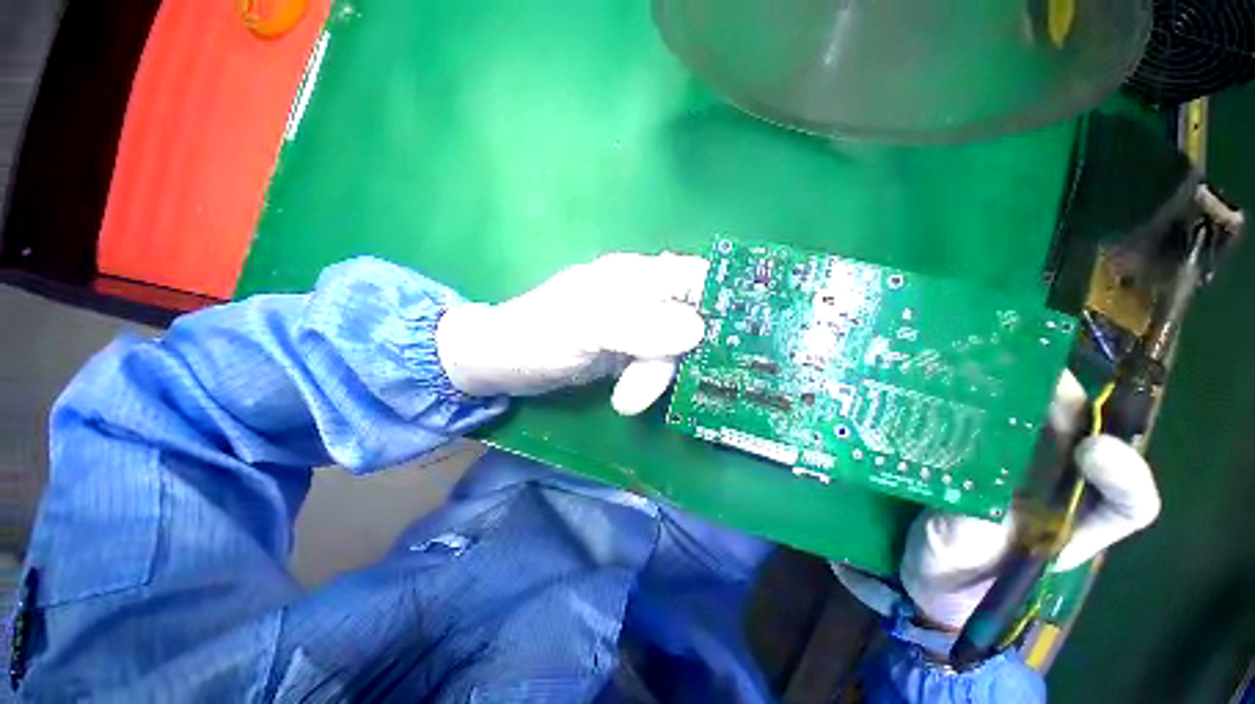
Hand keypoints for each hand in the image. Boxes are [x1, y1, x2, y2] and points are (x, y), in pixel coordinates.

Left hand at [437, 252, 708, 414]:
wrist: (505, 363)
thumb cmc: (537, 336)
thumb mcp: (584, 327)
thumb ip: (638, 325)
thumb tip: (696, 329)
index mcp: (633, 276)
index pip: (692, 275)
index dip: (718, 299)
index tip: (730, 338)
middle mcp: (641, 295)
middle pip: (688, 318)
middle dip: (674, 356)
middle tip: (645, 387)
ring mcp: (636, 326)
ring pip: (672, 348)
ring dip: (655, 377)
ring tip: (625, 400)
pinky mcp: (628, 350)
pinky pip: (657, 362)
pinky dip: (651, 381)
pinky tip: (629, 395)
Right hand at [899, 372, 1161, 629]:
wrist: (915, 560)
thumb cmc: (950, 574)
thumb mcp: (959, 562)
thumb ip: (968, 536)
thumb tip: (971, 504)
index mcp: (1070, 523)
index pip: (1126, 502)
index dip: (1123, 473)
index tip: (1091, 450)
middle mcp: (1053, 486)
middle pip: (1077, 435)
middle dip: (1060, 400)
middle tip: (1024, 371)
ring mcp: (1013, 462)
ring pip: (1034, 418)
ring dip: (1014, 387)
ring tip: (983, 361)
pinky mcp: (975, 448)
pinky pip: (985, 417)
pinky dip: (974, 396)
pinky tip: (947, 381)